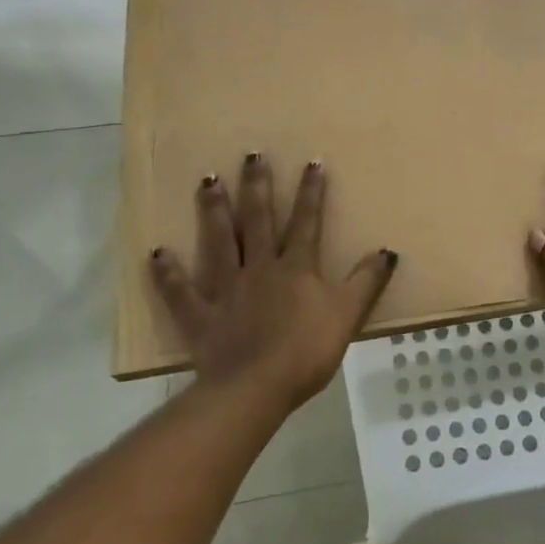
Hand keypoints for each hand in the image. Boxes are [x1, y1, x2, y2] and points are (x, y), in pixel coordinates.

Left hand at [149, 154, 396, 412]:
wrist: (256, 389)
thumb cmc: (306, 351)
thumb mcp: (347, 315)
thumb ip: (366, 282)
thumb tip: (388, 250)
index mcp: (295, 268)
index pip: (307, 222)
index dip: (311, 192)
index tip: (312, 162)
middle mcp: (259, 268)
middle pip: (258, 220)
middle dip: (257, 186)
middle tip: (251, 154)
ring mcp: (226, 289)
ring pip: (219, 241)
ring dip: (214, 210)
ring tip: (207, 179)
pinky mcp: (200, 316)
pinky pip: (180, 292)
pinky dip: (167, 273)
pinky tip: (156, 252)